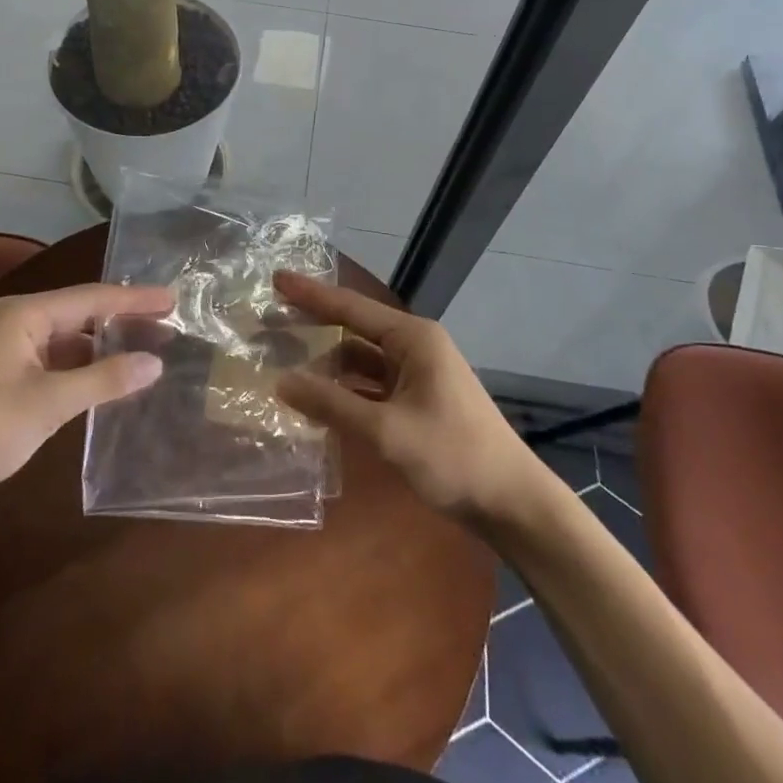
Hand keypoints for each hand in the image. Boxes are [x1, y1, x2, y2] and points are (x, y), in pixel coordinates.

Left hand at [0, 283, 170, 522]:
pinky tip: (110, 382)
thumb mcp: (49, 403)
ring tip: (148, 352)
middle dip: (123, 320)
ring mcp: (10, 353)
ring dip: (104, 348)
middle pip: (80, 315)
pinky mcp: (8, 382)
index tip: (173, 299)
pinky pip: (57, 364)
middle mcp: (17, 324)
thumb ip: (104, 380)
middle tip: (168, 325)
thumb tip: (155, 363)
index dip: (134, 299)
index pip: (90, 298)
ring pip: (69, 341)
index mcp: (23, 315)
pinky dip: (84, 370)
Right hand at [274, 274, 535, 521]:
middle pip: (354, 328)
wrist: (512, 503)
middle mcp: (415, 347)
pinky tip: (320, 400)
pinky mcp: (419, 401)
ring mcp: (419, 375)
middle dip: (314, 325)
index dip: (310, 294)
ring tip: (285, 364)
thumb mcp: (386, 431)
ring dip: (328, 364)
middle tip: (270, 321)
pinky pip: (373, 385)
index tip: (276, 279)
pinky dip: (346, 389)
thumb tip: (281, 381)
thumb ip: (332, 404)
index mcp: (413, 339)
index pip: (350, 307)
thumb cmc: (453, 456)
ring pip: (362, 360)